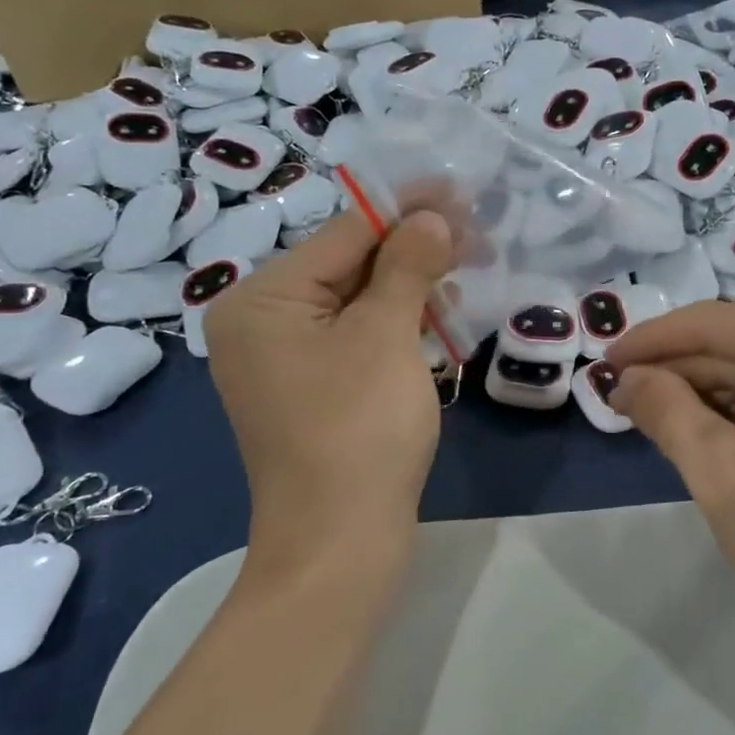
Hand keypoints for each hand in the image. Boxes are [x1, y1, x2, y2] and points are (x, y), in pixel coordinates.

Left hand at [205, 210, 452, 579]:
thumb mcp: (386, 336)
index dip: (404, 208)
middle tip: (473, 232)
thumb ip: (406, 265)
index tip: (457, 190)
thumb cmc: (358, 431)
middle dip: (411, 247)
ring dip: (410, 282)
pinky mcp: (310, 386)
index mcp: (261, 300)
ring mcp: (283, 358)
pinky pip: (355, 335)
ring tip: (465, 266)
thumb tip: (430, 217)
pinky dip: (396, 320)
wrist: (339, 545)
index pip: (342, 234)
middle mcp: (261, 322)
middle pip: (347, 264)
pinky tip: (438, 309)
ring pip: (356, 300)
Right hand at [606, 304, 734, 673]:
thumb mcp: (718, 471)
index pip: (715, 323)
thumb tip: (627, 379)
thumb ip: (665, 411)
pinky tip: (708, 431)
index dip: (651, 341)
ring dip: (710, 392)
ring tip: (655, 416)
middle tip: (622, 397)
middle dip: (679, 371)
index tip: (603, 363)